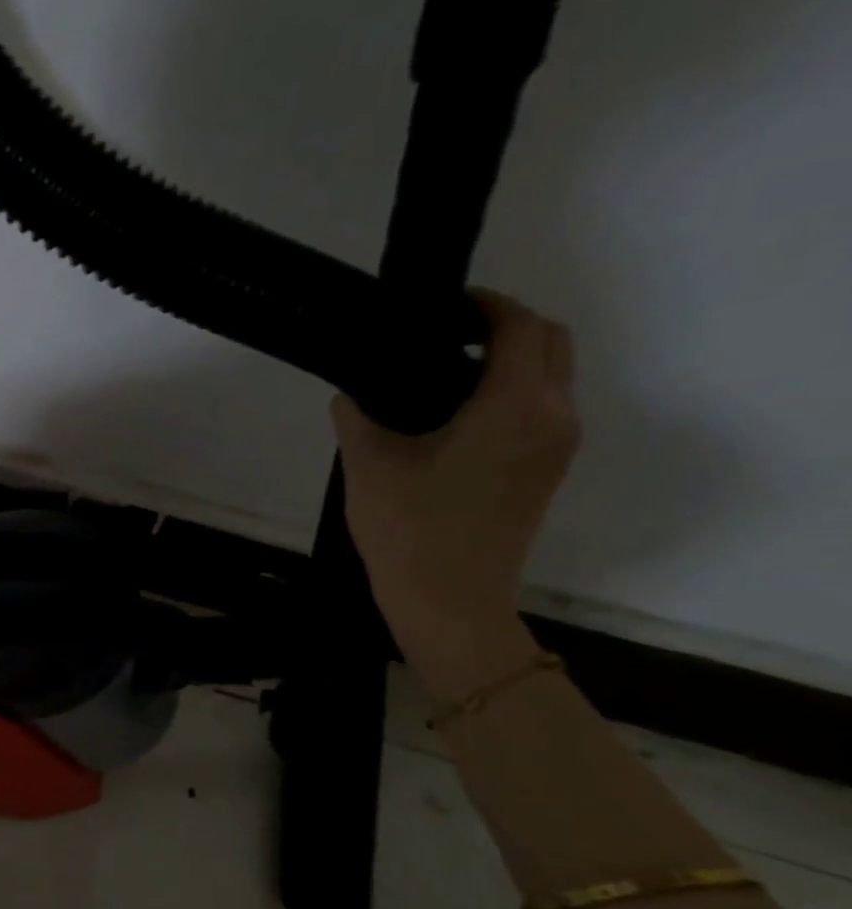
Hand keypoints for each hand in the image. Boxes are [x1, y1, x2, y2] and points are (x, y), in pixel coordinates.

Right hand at [330, 291, 579, 700]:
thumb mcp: (369, 465)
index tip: (438, 308)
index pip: (518, 326)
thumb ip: (358, 416)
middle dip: (504, 327)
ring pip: (549, 377)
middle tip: (443, 336)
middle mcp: (554, 416)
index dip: (482, 306)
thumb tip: (351, 394)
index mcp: (517, 404)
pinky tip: (453, 417)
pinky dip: (509, 394)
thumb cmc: (411, 529)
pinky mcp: (546, 472)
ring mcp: (556, 447)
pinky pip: (540, 409)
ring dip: (508, 361)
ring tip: (440, 375)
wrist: (449, 602)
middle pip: (550, 342)